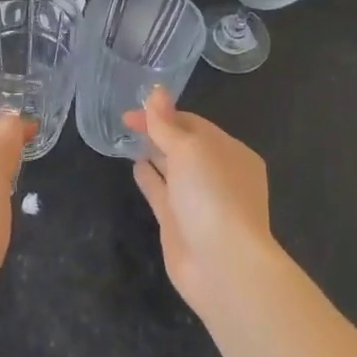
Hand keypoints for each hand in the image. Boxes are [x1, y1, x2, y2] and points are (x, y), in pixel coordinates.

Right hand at [123, 88, 273, 314]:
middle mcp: (217, 175)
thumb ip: (167, 123)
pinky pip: (163, 193)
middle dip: (159, 132)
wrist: (222, 264)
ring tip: (128, 139)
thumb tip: (155, 92)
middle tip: (125, 121)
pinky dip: (150, 178)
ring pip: (173, 169)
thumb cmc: (212, 195)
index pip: (194, 124)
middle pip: (184, 145)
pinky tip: (134, 167)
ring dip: (154, 153)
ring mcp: (199, 201)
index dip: (163, 114)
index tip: (132, 110)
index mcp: (230, 152)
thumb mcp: (189, 149)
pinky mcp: (180, 224)